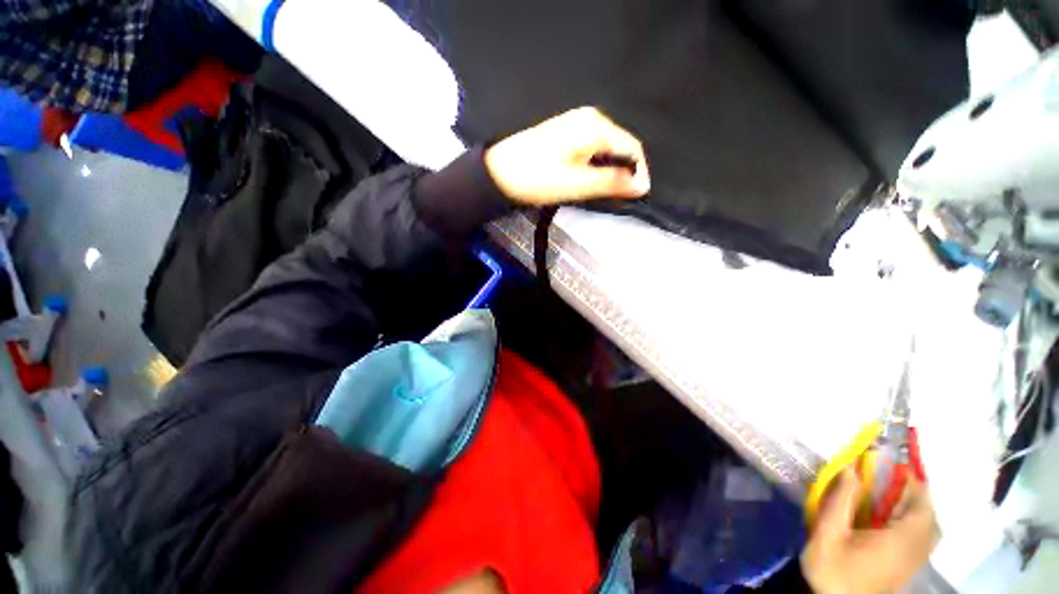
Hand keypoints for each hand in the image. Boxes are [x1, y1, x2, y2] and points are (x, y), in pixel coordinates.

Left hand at [484, 106, 650, 205]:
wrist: (498, 173)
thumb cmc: (537, 178)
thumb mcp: (577, 183)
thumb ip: (611, 182)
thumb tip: (642, 185)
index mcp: (595, 125)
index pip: (632, 147)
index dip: (639, 172)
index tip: (638, 196)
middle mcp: (589, 118)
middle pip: (620, 146)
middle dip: (623, 172)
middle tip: (618, 198)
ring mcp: (576, 125)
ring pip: (605, 150)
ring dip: (609, 171)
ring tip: (602, 192)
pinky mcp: (565, 135)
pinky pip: (591, 150)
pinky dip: (595, 166)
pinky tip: (587, 180)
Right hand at [801, 469, 938, 593]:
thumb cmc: (833, 569)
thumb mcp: (828, 533)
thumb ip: (841, 500)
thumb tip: (851, 467)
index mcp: (901, 539)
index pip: (921, 503)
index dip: (913, 480)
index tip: (895, 462)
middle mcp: (916, 549)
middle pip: (929, 515)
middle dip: (916, 494)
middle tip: (892, 478)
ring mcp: (914, 561)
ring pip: (929, 528)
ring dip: (917, 508)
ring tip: (892, 495)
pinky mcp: (908, 568)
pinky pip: (923, 538)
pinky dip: (915, 523)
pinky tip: (893, 520)